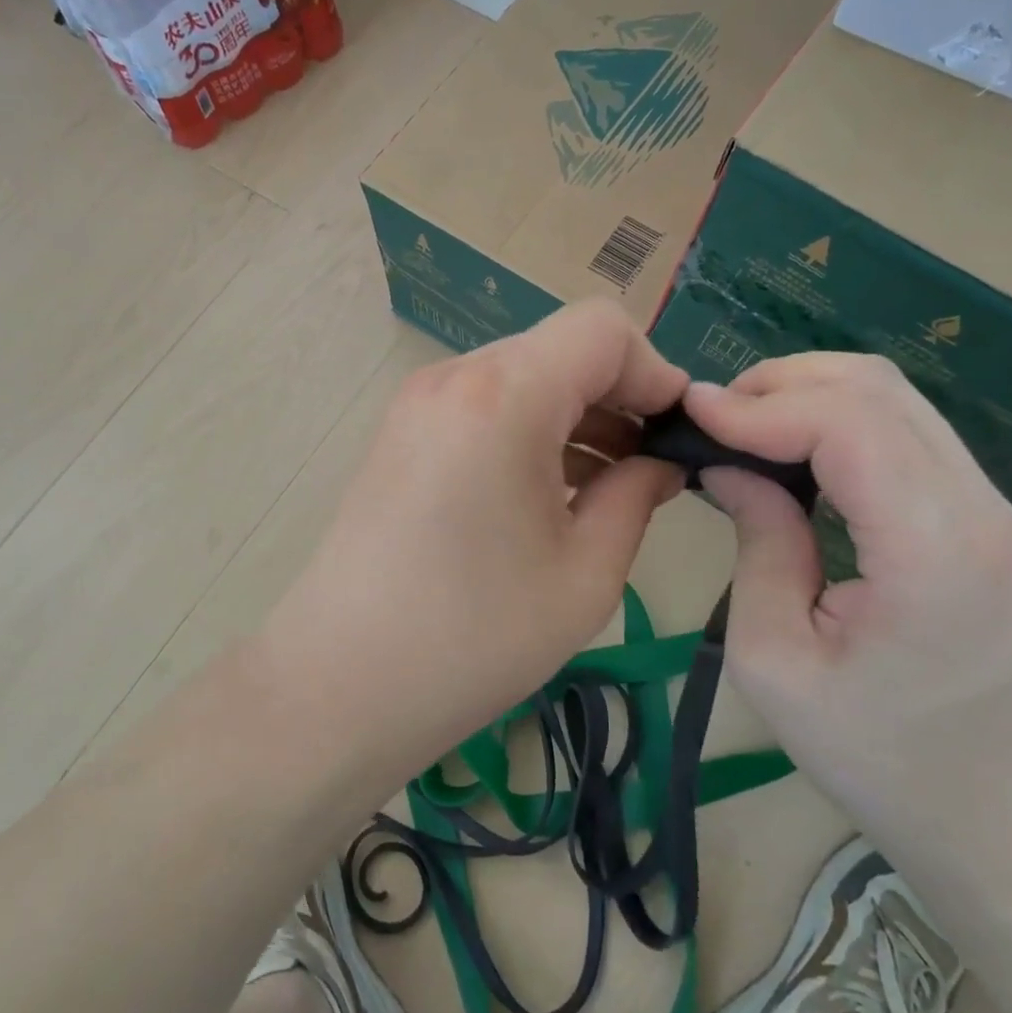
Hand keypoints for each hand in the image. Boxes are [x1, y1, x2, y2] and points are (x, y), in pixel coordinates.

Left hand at [261, 300, 687, 771]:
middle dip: (617, 396)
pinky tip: (550, 491)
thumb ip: (637, 497)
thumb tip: (660, 462)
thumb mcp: (584, 575)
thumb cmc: (471, 638)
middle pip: (561, 349)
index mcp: (504, 397)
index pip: (602, 329)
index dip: (654, 373)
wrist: (337, 683)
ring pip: (523, 376)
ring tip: (607, 486)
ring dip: (574, 416)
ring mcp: (419, 403)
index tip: (673, 436)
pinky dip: (530, 430)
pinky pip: (485, 405)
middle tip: (648, 468)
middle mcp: (455, 377)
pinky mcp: (401, 433)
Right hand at [685, 354, 1011, 861]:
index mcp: (932, 549)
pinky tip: (792, 451)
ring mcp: (991, 508)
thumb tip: (729, 467)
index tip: (690, 414)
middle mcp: (977, 508)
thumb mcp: (778, 663)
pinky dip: (839, 420)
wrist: (1008, 827)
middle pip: (877, 387)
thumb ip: (758, 546)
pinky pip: (906, 432)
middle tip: (712, 417)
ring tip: (742, 427)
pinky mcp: (983, 519)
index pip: (845, 423)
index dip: (759, 406)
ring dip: (809, 395)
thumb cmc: (882, 762)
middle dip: (781, 383)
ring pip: (895, 398)